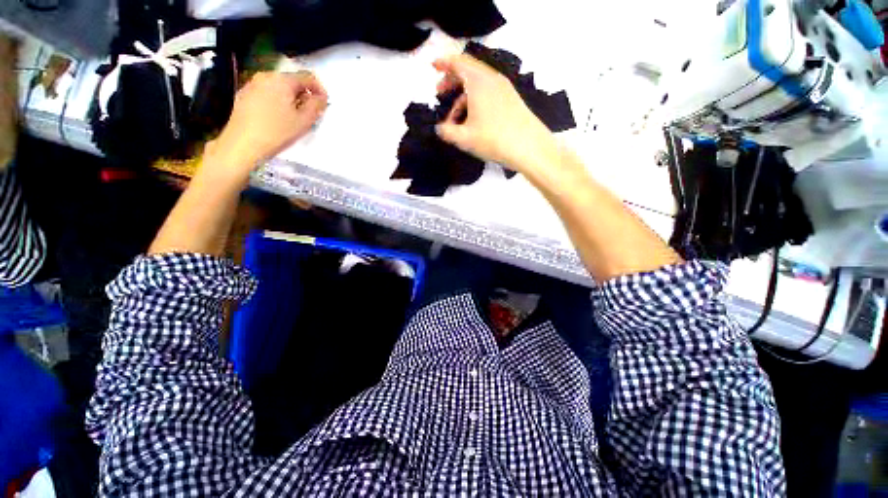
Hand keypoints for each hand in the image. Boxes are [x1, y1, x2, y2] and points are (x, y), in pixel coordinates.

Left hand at [209, 70, 327, 172]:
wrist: (243, 144)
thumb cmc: (277, 132)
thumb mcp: (304, 121)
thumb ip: (316, 106)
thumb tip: (321, 97)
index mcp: (282, 80)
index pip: (307, 77)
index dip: (320, 90)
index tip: (324, 106)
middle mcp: (266, 76)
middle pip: (292, 81)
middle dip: (304, 95)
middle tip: (310, 114)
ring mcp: (252, 85)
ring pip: (279, 88)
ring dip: (291, 99)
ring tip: (294, 118)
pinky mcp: (244, 96)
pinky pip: (267, 94)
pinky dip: (277, 102)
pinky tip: (277, 119)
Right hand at [433, 54, 558, 174]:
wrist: (529, 147)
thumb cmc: (493, 139)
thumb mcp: (464, 138)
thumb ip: (446, 132)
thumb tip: (439, 129)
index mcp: (478, 81)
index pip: (458, 62)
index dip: (443, 63)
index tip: (433, 67)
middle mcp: (492, 79)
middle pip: (468, 71)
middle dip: (452, 80)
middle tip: (440, 94)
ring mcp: (504, 89)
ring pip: (478, 85)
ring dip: (463, 96)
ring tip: (455, 118)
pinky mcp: (511, 99)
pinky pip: (489, 93)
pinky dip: (476, 100)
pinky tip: (474, 120)